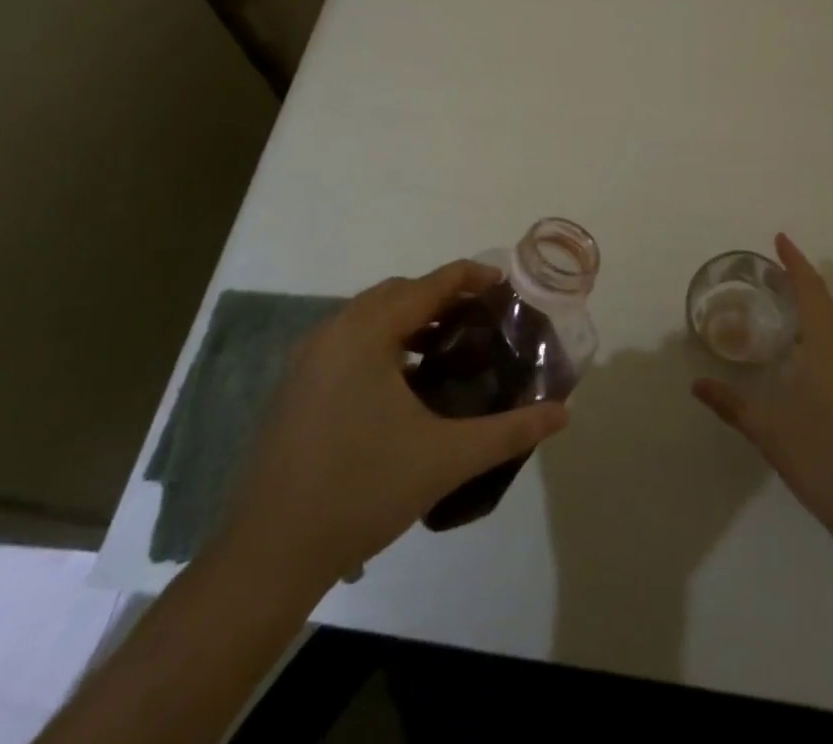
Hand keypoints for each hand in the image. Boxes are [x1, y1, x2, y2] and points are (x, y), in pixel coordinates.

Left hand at [217, 260, 568, 587]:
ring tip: (449, 344)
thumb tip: (562, 413)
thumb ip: (509, 430)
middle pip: (397, 293)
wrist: (270, 554)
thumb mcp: (446, 458)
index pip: (428, 285)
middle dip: (441, 296)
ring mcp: (307, 358)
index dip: (470, 277)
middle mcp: (333, 331)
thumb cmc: (362, 491)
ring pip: (369, 316)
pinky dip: (383, 342)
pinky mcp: (295, 386)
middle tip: (481, 316)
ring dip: (410, 319)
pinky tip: (405, 381)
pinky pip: (348, 341)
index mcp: (366, 333)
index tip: (504, 282)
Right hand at [692, 233, 832, 534]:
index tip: (781, 239)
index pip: (810, 290)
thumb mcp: (765, 426)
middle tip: (782, 273)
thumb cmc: (818, 454)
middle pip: (830, 302)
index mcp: (826, 346)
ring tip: (799, 306)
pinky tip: (818, 353)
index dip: (795, 262)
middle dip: (807, 282)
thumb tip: (697, 385)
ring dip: (824, 306)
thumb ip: (729, 402)